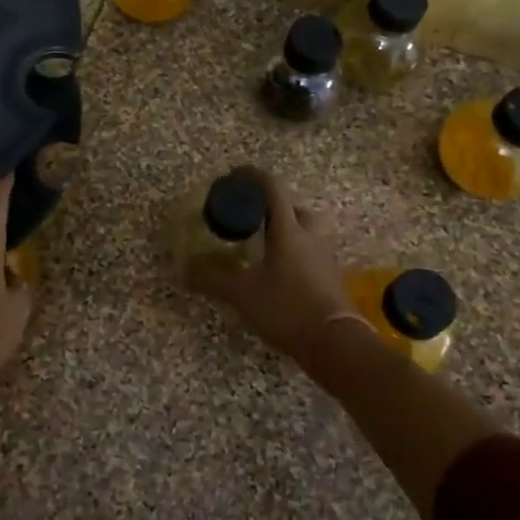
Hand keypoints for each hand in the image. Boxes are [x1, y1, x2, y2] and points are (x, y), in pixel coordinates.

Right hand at [186, 166, 359, 371]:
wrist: (335, 344)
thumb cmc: (287, 308)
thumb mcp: (242, 293)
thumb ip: (212, 278)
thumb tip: (184, 268)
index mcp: (288, 231)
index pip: (273, 190)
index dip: (254, 177)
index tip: (237, 175)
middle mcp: (310, 237)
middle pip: (296, 210)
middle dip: (276, 209)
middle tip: (255, 219)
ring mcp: (325, 259)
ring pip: (308, 233)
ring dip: (289, 232)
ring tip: (266, 247)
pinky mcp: (332, 280)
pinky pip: (313, 256)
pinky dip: (297, 256)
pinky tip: (281, 274)